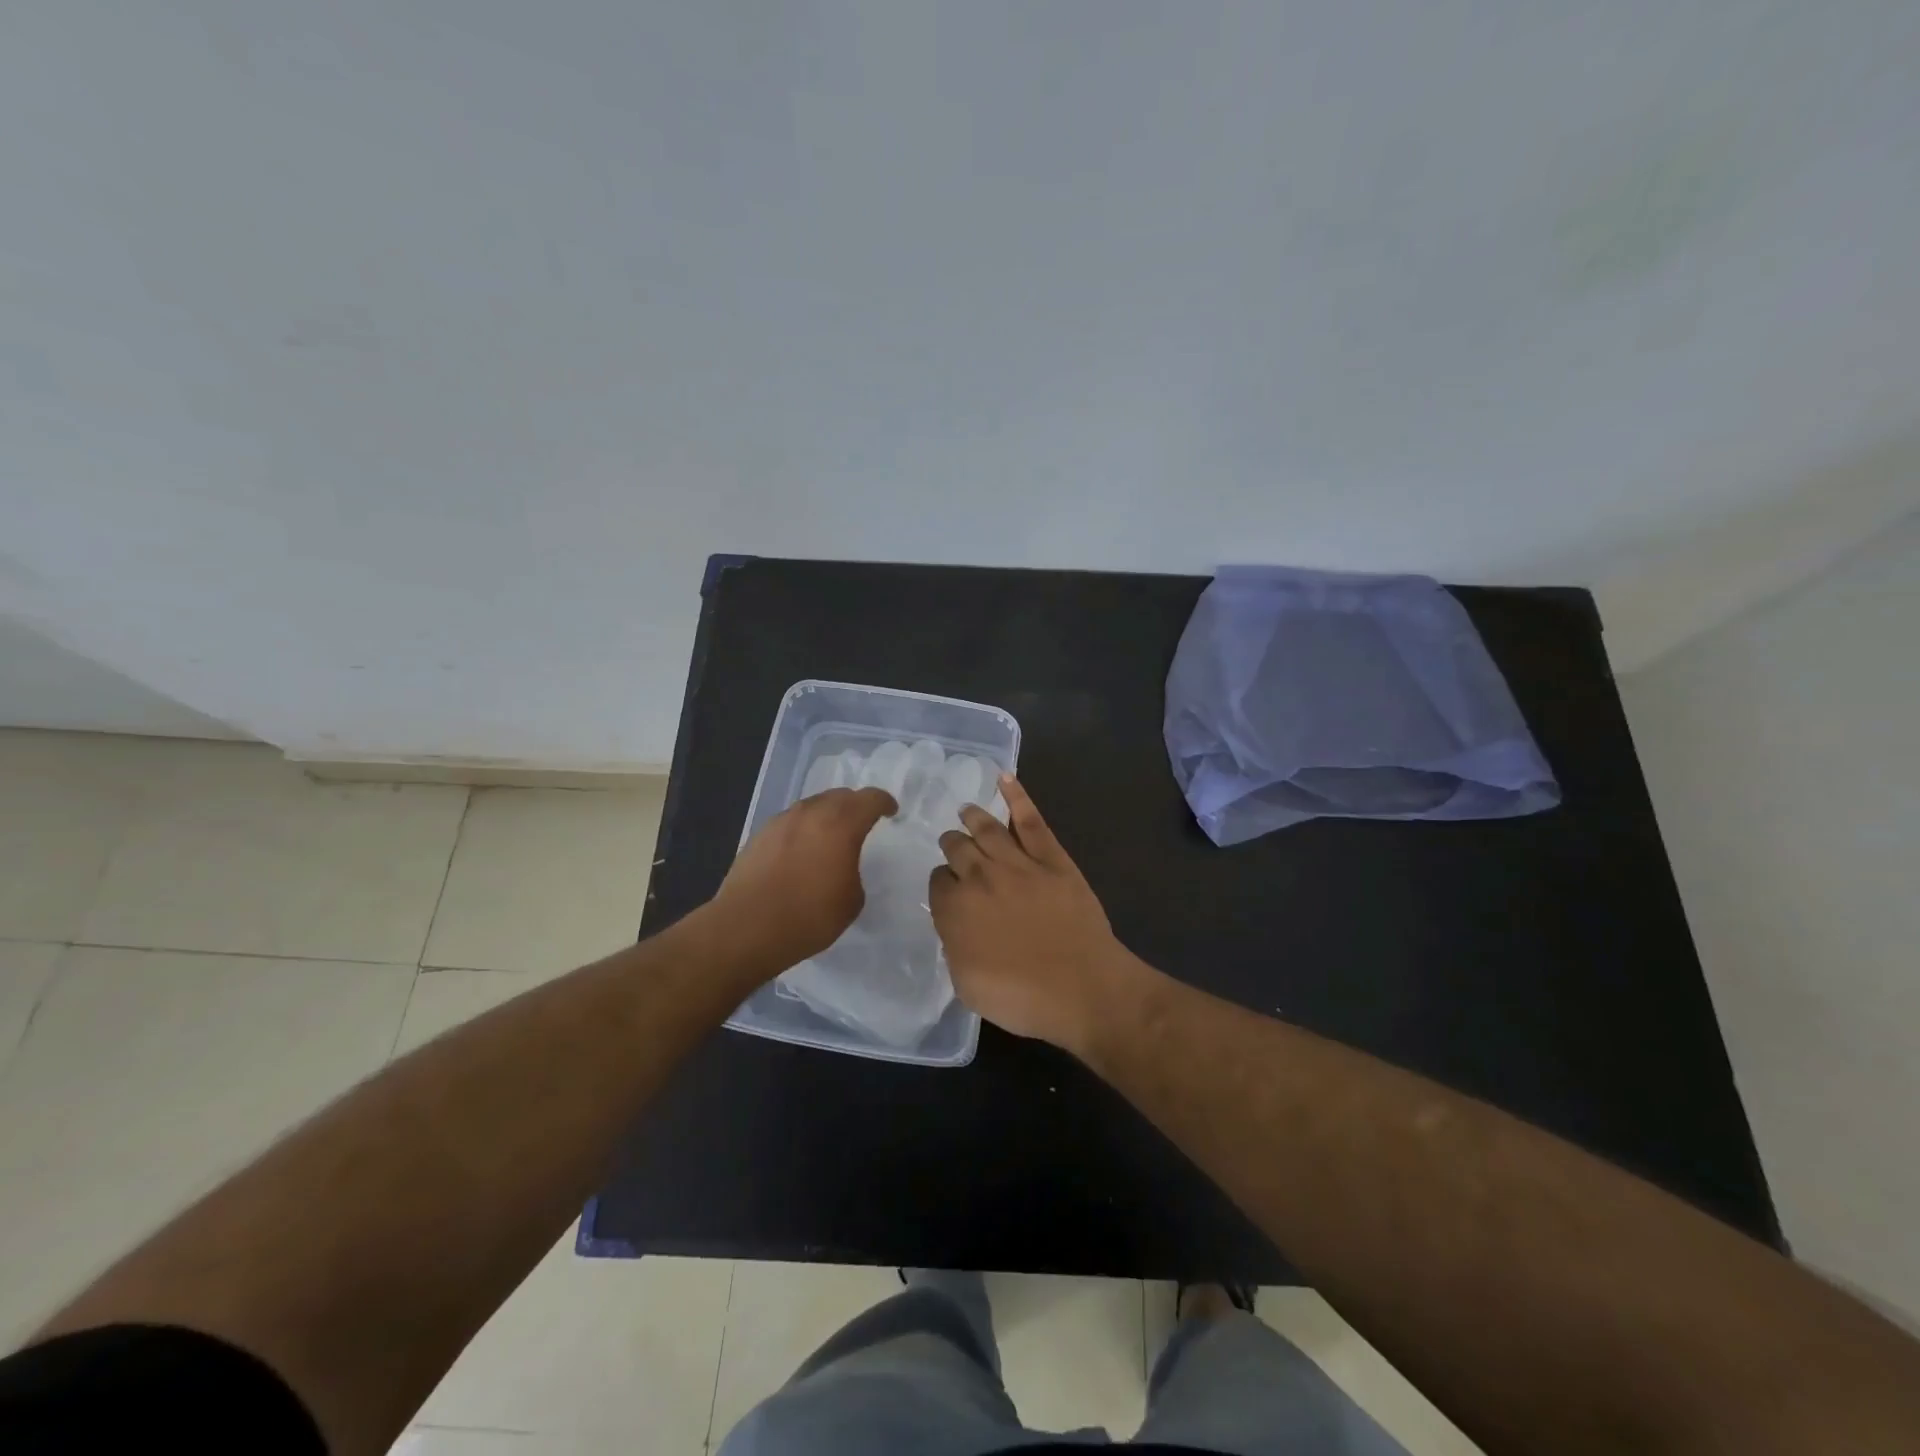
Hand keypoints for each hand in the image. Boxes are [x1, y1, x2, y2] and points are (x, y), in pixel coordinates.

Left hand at [707, 787, 896, 977]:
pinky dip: (804, 828)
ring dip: (827, 815)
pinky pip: (791, 821)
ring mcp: (782, 821)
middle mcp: (811, 813)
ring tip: (832, 836)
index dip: (884, 803)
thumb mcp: (851, 901)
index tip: (891, 812)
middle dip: (855, 805)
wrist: (746, 928)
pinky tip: (802, 851)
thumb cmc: (808, 916)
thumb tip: (843, 866)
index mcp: (841, 824)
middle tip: (863, 822)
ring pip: (813, 805)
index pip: (870, 799)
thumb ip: (854, 871)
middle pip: (840, 795)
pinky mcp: (760, 834)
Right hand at [928, 774, 1134, 1052]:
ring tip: (966, 809)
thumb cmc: (1021, 998)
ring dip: (973, 816)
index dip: (942, 883)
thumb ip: (954, 946)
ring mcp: (1018, 862)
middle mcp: (980, 877)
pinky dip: (1017, 796)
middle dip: (952, 844)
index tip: (947, 888)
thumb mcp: (967, 984)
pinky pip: (1031, 820)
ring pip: (987, 828)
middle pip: (957, 848)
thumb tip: (956, 925)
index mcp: (954, 908)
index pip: (938, 882)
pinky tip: (1005, 779)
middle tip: (952, 843)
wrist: (1082, 989)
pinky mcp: (1052, 858)